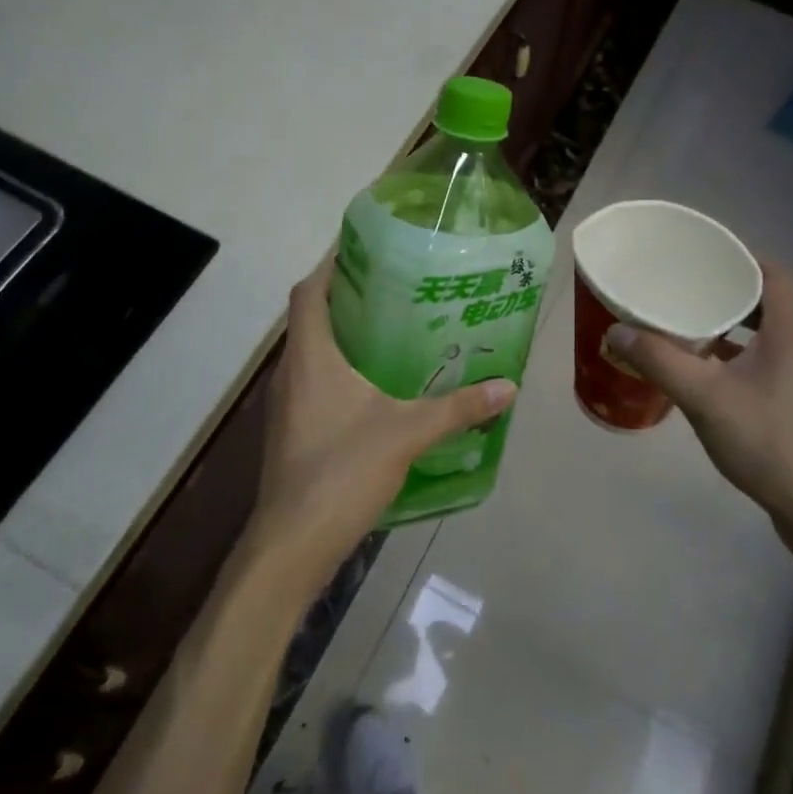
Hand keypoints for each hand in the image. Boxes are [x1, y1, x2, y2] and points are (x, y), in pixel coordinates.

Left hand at [241, 257, 517, 593]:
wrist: (294, 542)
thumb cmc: (342, 471)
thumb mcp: (408, 433)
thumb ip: (457, 408)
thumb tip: (506, 387)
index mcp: (310, 357)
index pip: (308, 293)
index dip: (329, 266)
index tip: (362, 251)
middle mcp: (290, 373)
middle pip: (310, 320)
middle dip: (346, 301)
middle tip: (392, 290)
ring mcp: (285, 406)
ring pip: (311, 355)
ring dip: (342, 340)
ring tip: (390, 333)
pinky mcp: (290, 433)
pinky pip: (313, 386)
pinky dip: (339, 375)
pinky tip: (375, 391)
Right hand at [606, 260, 792, 556]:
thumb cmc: (766, 443)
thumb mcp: (705, 399)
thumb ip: (660, 361)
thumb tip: (616, 330)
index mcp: (792, 333)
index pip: (772, 274)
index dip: (739, 258)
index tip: (700, 256)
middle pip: (768, 301)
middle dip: (726, 292)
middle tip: (683, 288)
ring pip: (767, 334)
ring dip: (732, 325)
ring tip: (688, 324)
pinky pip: (768, 360)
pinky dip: (739, 355)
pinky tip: (708, 371)